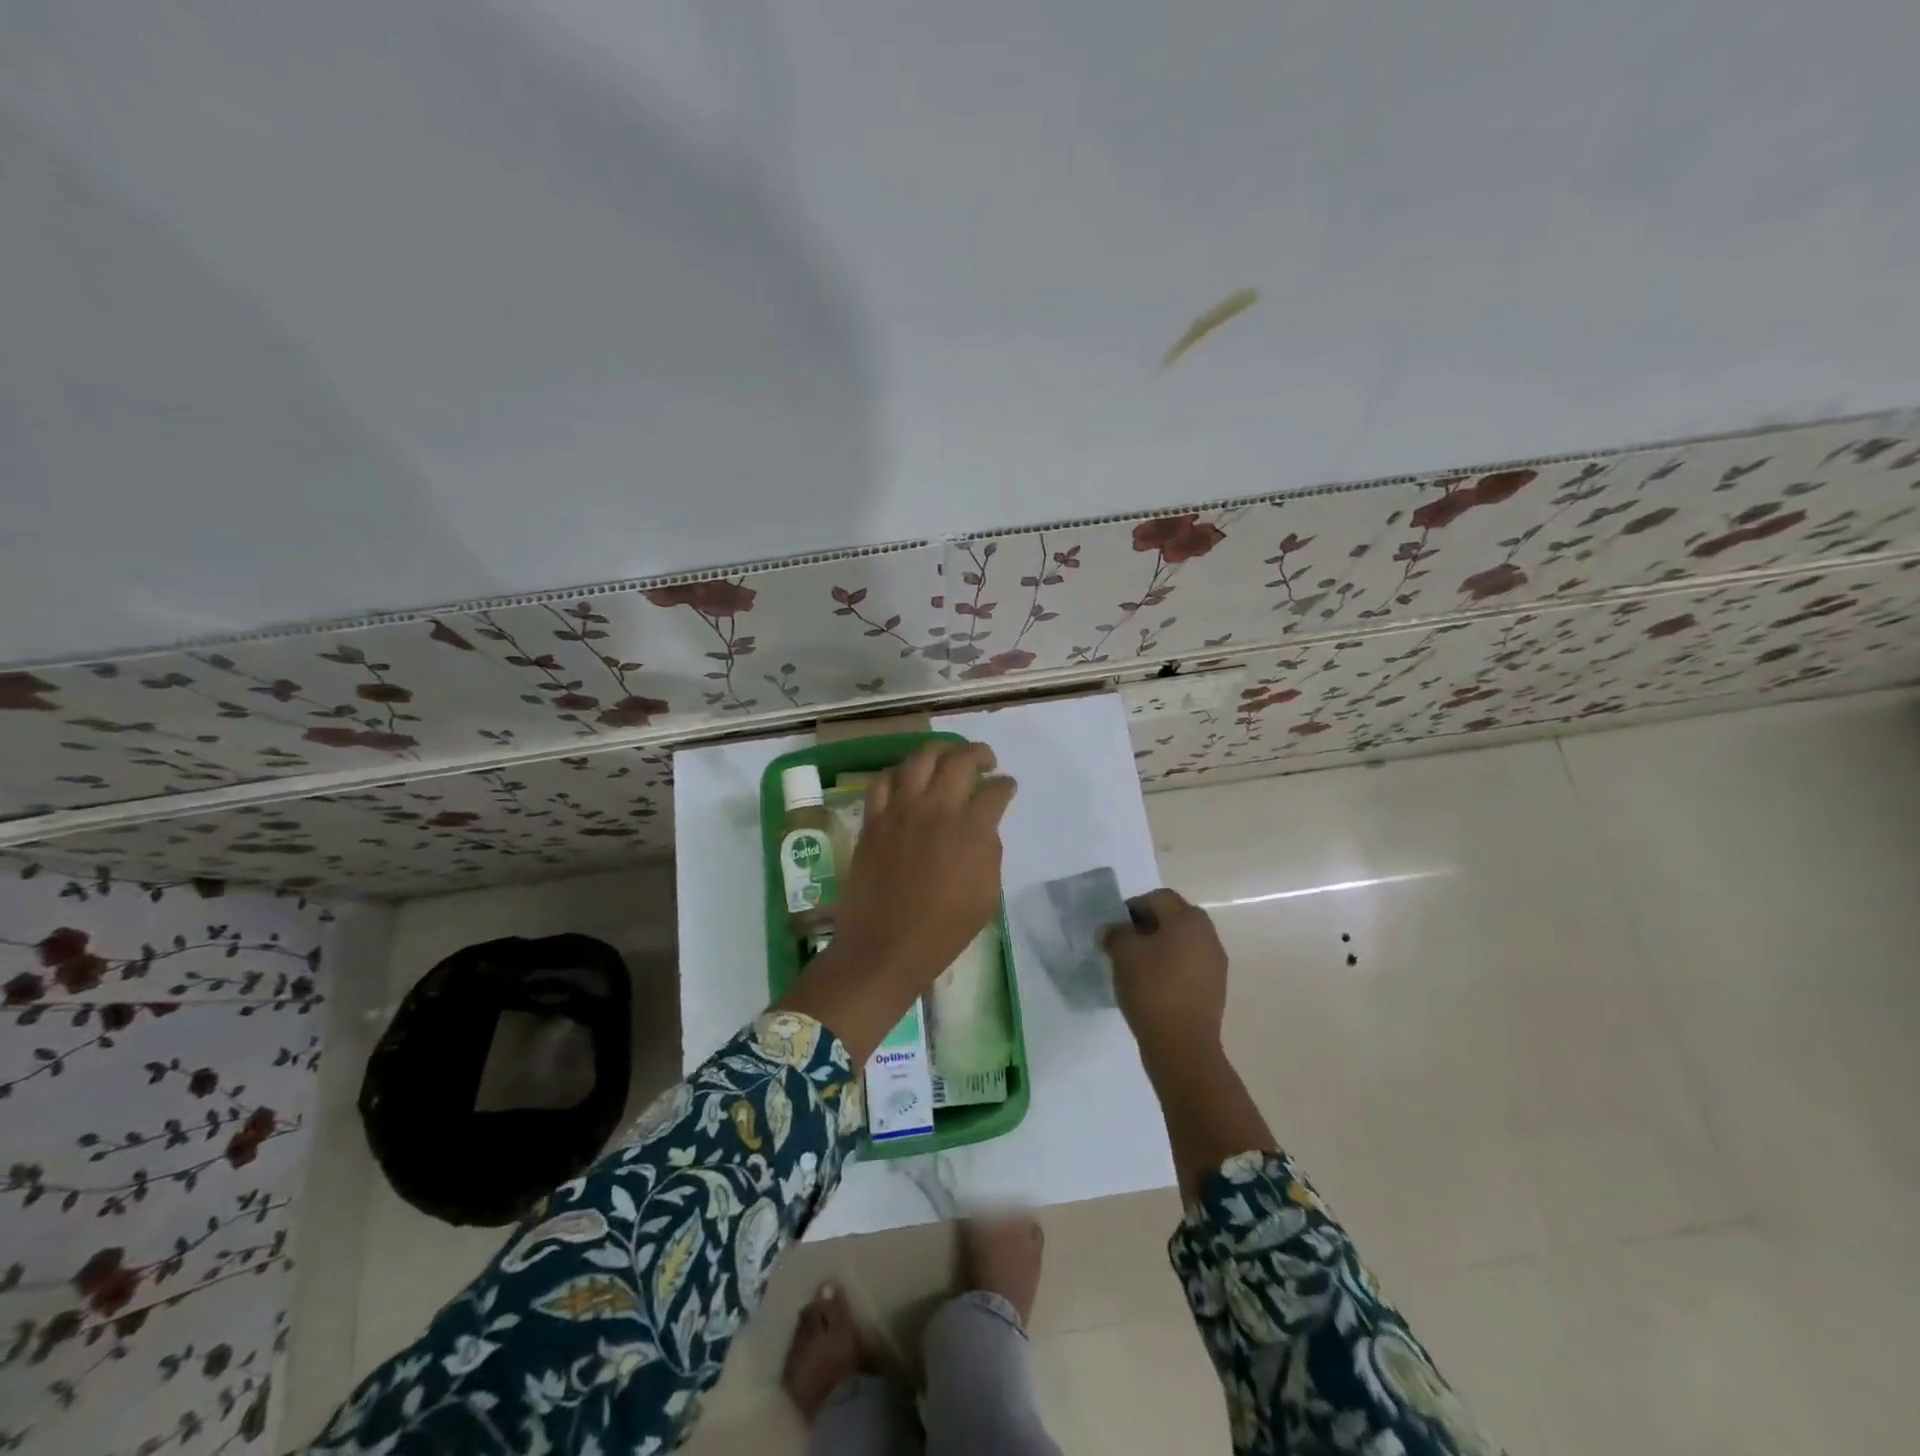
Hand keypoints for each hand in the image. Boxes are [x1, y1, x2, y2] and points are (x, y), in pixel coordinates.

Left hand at [835, 740, 1016, 993]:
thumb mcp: (987, 894)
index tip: (1007, 786)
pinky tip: (908, 777)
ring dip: (940, 750)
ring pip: (920, 758)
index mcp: (971, 830)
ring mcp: (900, 811)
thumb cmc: (944, 929)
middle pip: (960, 760)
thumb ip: (989, 851)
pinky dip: (899, 772)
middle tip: (986, 761)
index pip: (995, 791)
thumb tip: (983, 827)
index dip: (1006, 785)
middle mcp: (936, 809)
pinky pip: (883, 780)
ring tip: (948, 756)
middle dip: (979, 754)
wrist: (886, 947)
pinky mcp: (873, 820)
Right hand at [1101, 889, 1228, 1070]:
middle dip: (1147, 925)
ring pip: (1182, 942)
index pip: (1157, 898)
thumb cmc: (1152, 988)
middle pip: (1173, 917)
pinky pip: (1188, 964)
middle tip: (1124, 942)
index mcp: (1188, 919)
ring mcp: (1215, 962)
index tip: (1114, 926)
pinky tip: (1152, 985)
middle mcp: (1208, 934)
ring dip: (1159, 946)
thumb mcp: (1123, 953)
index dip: (1132, 906)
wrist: (1182, 1045)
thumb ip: (1115, 933)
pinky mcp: (1215, 987)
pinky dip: (1170, 966)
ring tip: (1135, 966)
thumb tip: (1113, 931)